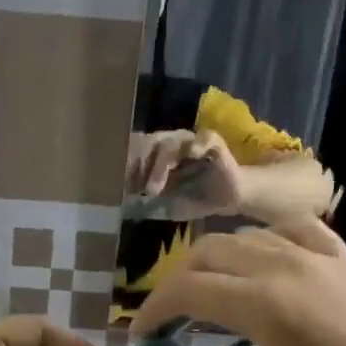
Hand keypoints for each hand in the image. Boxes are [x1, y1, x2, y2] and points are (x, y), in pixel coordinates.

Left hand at [126, 130, 245, 218]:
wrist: (226, 200)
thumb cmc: (193, 200)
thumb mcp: (166, 206)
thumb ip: (148, 205)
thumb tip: (126, 208)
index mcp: (157, 156)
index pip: (136, 150)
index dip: (127, 165)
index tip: (120, 188)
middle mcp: (172, 144)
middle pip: (149, 144)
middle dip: (139, 167)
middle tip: (135, 190)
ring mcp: (192, 142)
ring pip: (170, 143)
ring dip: (159, 165)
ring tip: (153, 189)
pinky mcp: (214, 144)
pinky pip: (205, 138)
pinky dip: (197, 144)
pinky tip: (193, 154)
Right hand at [133, 220, 345, 345]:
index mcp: (261, 305)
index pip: (185, 292)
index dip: (152, 312)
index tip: (141, 338)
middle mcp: (281, 266)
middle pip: (205, 255)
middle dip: (175, 286)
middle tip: (170, 322)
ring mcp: (314, 254)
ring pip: (242, 237)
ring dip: (212, 264)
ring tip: (208, 297)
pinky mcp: (339, 254)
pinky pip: (288, 227)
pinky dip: (261, 241)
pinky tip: (258, 262)